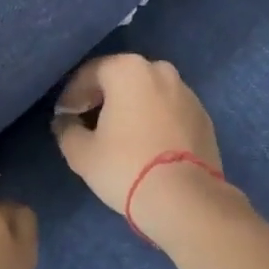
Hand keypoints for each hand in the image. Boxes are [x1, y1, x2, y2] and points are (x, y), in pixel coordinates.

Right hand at [50, 54, 223, 218]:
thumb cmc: (126, 167)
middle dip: (103, 97)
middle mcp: (160, 71)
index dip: (72, 94)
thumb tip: (65, 121)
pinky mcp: (204, 116)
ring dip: (131, 107)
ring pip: (149, 93)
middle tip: (89, 122)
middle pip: (122, 78)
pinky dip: (155, 119)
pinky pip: (169, 110)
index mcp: (128, 70)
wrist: (185, 199)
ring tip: (119, 134)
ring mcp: (187, 92)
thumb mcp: (81, 152)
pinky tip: (147, 144)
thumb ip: (66, 129)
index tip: (65, 116)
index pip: (90, 73)